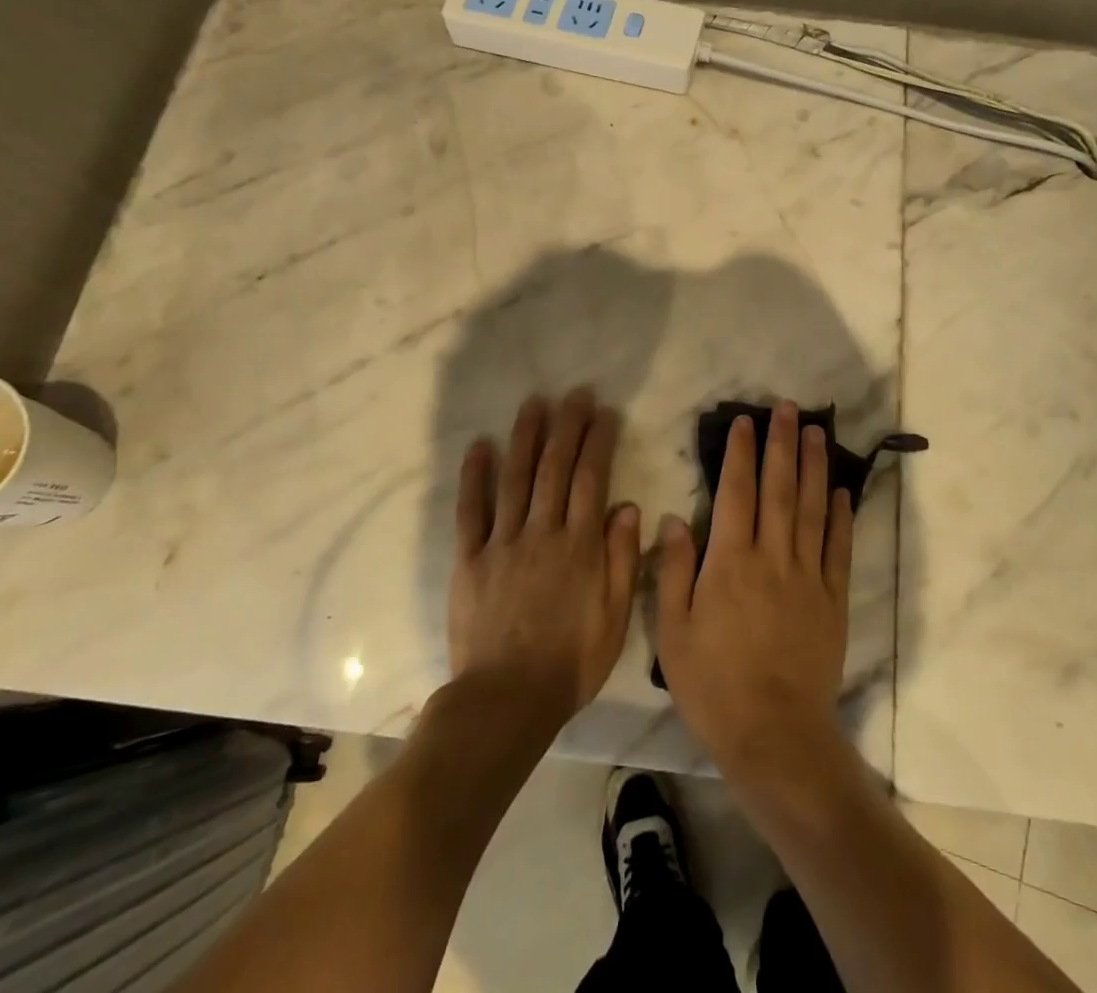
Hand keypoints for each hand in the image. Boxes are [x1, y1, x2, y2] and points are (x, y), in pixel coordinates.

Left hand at [449, 388, 641, 734]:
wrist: (506, 701)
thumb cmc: (570, 663)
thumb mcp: (614, 618)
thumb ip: (621, 559)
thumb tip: (627, 506)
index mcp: (580, 547)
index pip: (591, 480)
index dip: (598, 442)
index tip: (604, 413)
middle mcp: (542, 533)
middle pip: (555, 469)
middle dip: (567, 427)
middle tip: (574, 394)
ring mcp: (503, 543)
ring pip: (516, 479)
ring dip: (525, 438)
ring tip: (534, 404)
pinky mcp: (469, 559)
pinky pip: (471, 511)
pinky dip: (474, 477)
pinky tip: (480, 446)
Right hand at [656, 400, 854, 780]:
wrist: (774, 736)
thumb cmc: (713, 684)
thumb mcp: (673, 631)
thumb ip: (674, 570)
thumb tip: (674, 518)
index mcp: (730, 562)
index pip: (737, 492)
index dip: (742, 453)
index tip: (747, 422)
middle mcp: (772, 558)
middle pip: (779, 489)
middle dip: (783, 444)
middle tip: (789, 408)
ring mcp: (808, 577)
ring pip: (812, 509)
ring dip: (814, 467)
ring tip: (818, 433)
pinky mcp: (832, 600)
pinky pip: (838, 548)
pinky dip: (840, 516)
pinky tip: (841, 491)